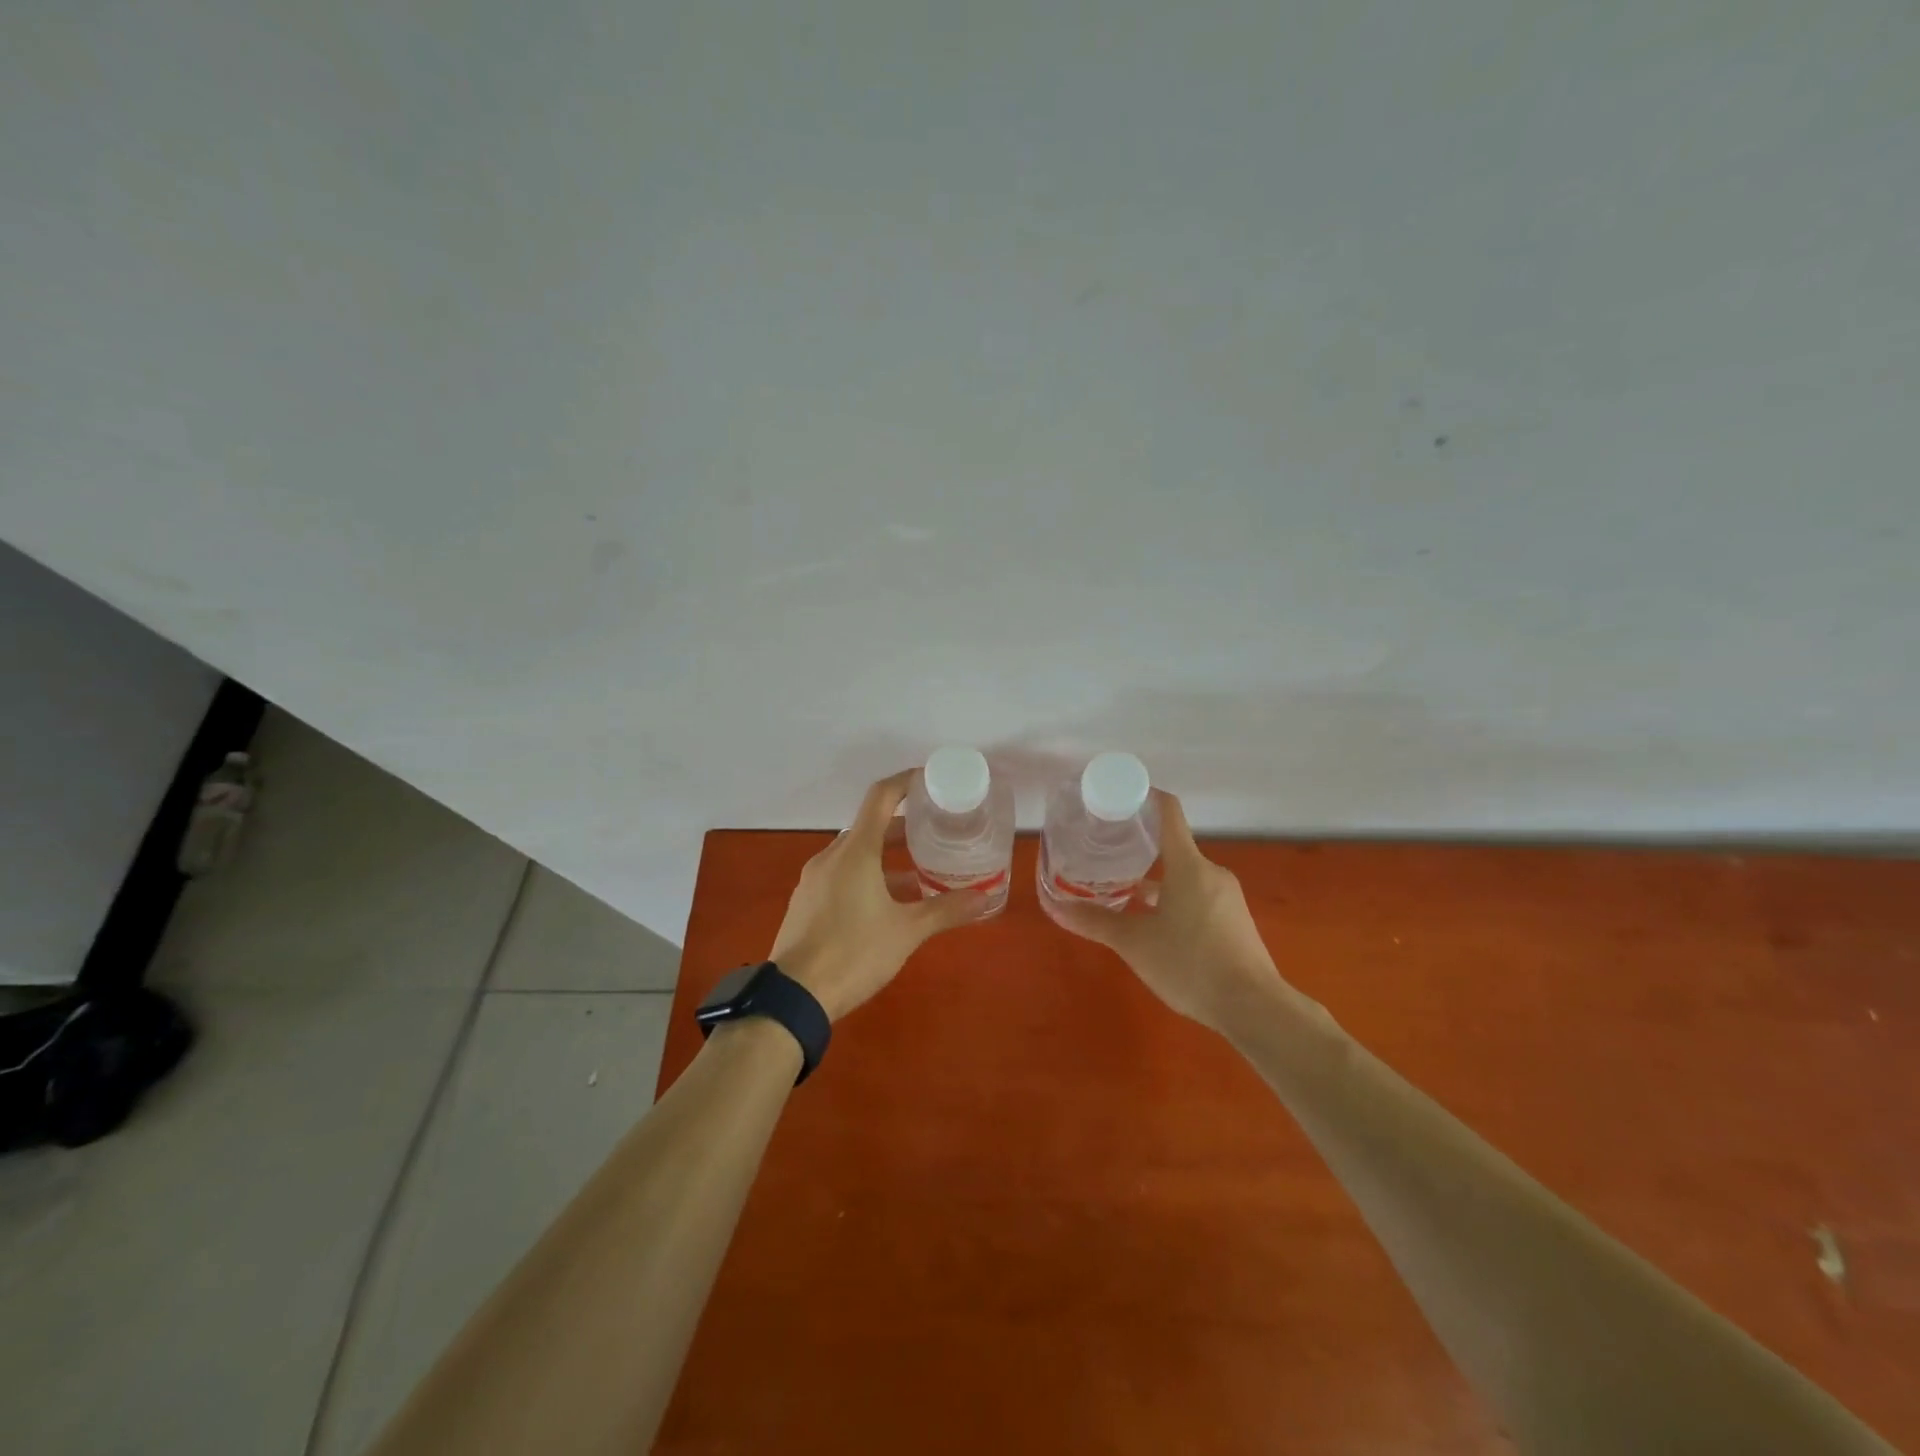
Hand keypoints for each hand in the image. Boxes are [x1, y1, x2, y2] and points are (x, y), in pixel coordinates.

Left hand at [770, 770, 985, 1020]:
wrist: (793, 996)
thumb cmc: (854, 953)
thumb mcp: (906, 932)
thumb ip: (945, 910)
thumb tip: (984, 897)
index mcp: (855, 852)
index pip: (881, 797)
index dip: (906, 782)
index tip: (930, 781)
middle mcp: (831, 856)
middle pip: (869, 826)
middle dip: (902, 827)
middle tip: (935, 832)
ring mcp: (814, 879)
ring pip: (855, 853)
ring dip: (885, 856)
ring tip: (918, 872)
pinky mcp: (806, 901)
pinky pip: (841, 874)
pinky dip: (866, 875)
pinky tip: (886, 902)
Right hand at [1043, 791, 1281, 1033]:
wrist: (1254, 1007)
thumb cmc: (1190, 963)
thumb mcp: (1135, 944)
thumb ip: (1096, 922)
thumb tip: (1055, 908)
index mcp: (1189, 865)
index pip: (1168, 812)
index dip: (1144, 797)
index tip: (1118, 797)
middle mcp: (1210, 872)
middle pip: (1173, 846)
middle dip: (1140, 846)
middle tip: (1106, 851)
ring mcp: (1226, 897)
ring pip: (1183, 875)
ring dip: (1154, 879)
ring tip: (1121, 891)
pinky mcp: (1233, 920)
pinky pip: (1196, 896)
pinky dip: (1172, 898)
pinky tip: (1153, 923)